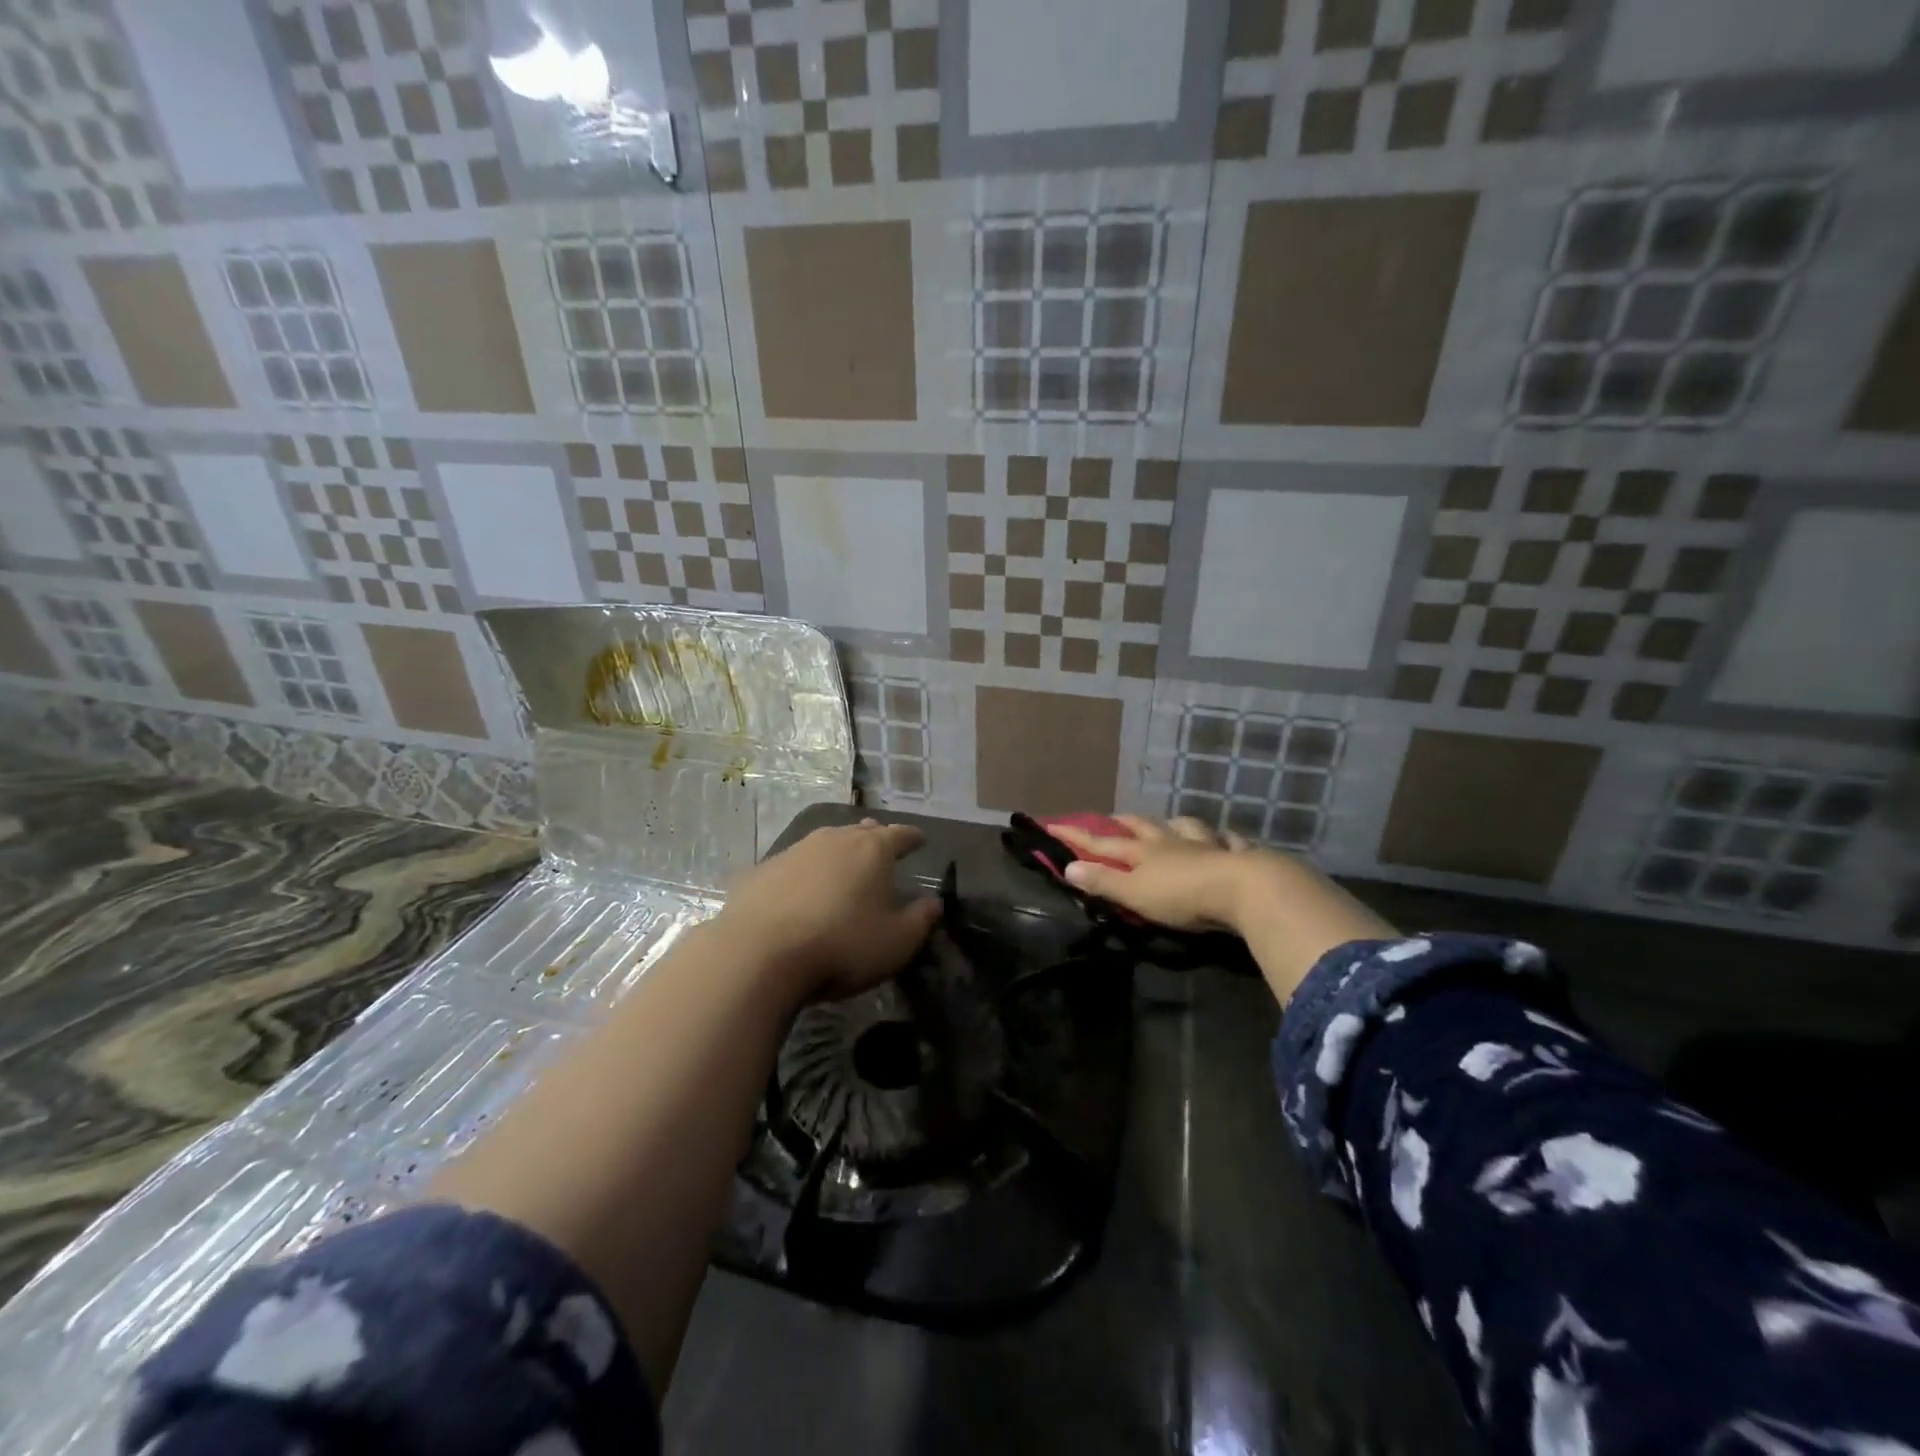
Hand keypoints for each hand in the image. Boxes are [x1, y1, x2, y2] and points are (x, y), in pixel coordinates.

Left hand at [716, 820, 940, 1003]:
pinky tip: (800, 893)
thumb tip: (934, 903)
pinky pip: (793, 865)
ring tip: (842, 870)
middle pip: (861, 831)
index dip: (913, 838)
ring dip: (837, 854)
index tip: (920, 841)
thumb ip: (920, 920)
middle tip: (882, 851)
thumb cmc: (841, 946)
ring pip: (825, 844)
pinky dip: (804, 874)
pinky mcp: (762, 870)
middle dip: (875, 839)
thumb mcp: (896, 943)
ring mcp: (794, 851)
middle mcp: (834, 839)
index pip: (900, 834)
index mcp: (873, 850)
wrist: (759, 954)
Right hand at [1049, 815, 1272, 933]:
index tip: (1054, 825)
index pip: (1104, 843)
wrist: (1244, 890)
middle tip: (1116, 817)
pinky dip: (1226, 839)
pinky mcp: (1238, 855)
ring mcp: (1206, 845)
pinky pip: (1231, 841)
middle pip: (1145, 826)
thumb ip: (1103, 882)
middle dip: (1127, 822)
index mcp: (1144, 852)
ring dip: (1177, 824)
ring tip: (1174, 823)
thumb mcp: (1135, 894)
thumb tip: (1068, 867)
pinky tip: (1228, 839)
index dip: (1079, 836)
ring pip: (1188, 827)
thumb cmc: (1182, 896)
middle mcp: (1172, 842)